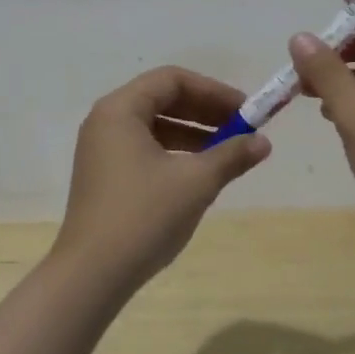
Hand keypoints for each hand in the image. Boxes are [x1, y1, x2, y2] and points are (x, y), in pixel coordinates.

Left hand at [55, 66, 270, 291]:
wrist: (92, 274)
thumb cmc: (143, 216)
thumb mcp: (195, 183)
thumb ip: (231, 155)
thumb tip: (263, 142)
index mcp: (120, 109)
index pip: (171, 79)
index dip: (212, 91)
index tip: (245, 111)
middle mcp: (105, 121)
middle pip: (161, 99)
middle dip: (204, 112)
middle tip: (242, 130)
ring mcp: (101, 149)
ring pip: (154, 126)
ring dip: (192, 134)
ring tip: (228, 153)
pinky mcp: (103, 175)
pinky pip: (144, 148)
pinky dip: (173, 153)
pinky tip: (198, 174)